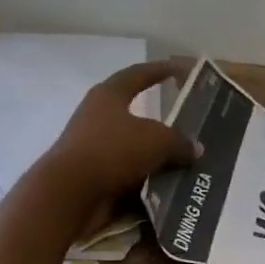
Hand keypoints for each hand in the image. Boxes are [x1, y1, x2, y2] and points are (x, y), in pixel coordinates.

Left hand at [36, 62, 196, 222]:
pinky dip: (148, 180)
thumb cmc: (112, 151)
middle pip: (136, 114)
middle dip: (163, 122)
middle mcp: (98, 118)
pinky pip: (130, 175)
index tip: (180, 69)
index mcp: (108, 96)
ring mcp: (94, 149)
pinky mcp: (94, 177)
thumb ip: (180, 142)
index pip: (138, 74)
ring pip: (135, 148)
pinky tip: (170, 187)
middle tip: (190, 125)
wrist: (69, 194)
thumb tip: (195, 149)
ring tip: (187, 162)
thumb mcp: (157, 141)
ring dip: (157, 156)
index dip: (160, 70)